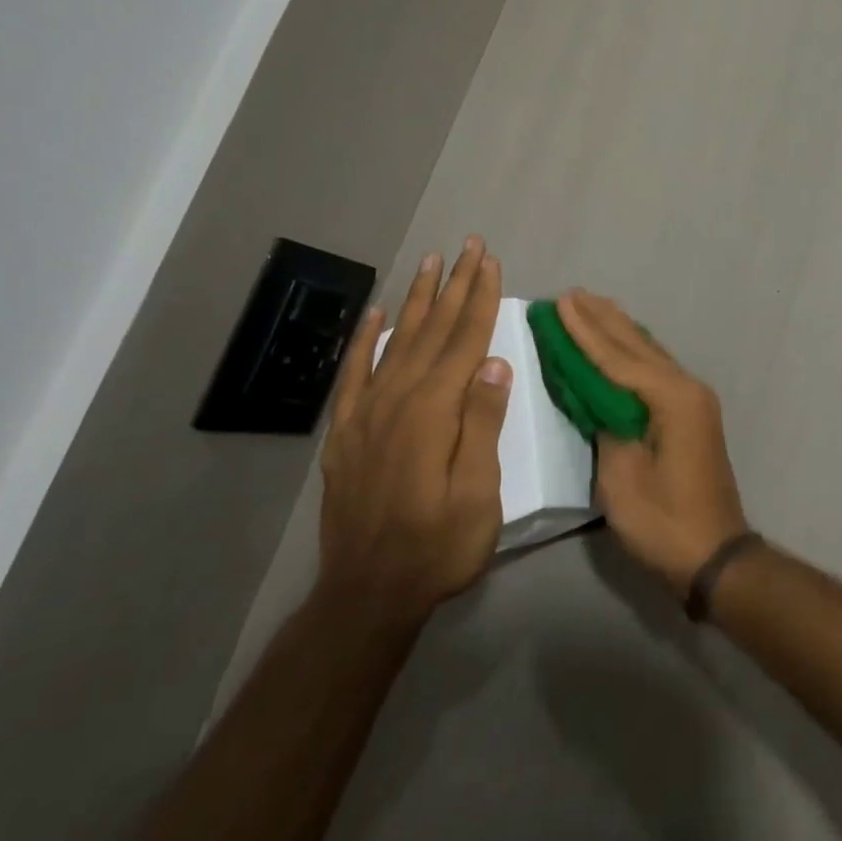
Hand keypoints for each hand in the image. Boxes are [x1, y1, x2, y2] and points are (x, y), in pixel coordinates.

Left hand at [317, 236, 509, 636]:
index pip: (464, 341)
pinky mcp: (347, 432)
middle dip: (454, 285)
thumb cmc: (438, 547)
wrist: (366, 595)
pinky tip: (377, 314)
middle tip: (468, 245)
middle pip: (432, 330)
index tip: (491, 262)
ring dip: (417, 299)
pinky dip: (366, 339)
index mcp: (433, 411)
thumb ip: (482, 424)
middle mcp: (397, 400)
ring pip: (396, 341)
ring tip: (430, 262)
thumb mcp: (478, 494)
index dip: (480, 298)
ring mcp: (366, 414)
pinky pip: (355, 373)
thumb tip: (494, 364)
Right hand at [558, 290, 749, 596]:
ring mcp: (693, 400)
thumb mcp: (622, 479)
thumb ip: (606, 427)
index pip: (618, 357)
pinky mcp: (691, 414)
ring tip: (593, 304)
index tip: (561, 302)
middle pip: (636, 346)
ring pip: (649, 353)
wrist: (715, 556)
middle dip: (602, 319)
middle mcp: (686, 388)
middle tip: (572, 294)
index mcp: (671, 398)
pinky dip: (633, 353)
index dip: (585, 330)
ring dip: (618, 330)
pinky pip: (656, 370)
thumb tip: (597, 398)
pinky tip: (623, 342)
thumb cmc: (665, 522)